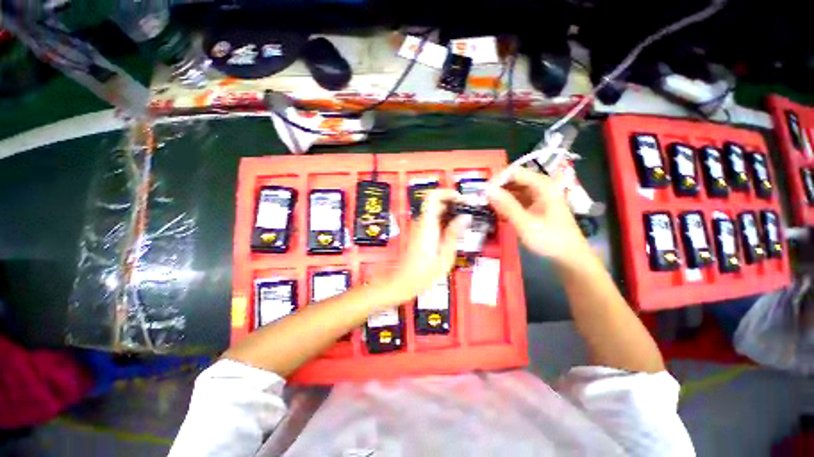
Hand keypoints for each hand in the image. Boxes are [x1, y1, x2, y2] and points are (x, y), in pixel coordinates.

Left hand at [381, 189, 468, 303]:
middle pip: (435, 202)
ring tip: (464, 223)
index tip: (461, 199)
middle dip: (452, 202)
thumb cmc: (424, 273)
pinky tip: (453, 232)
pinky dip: (444, 220)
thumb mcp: (445, 256)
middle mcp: (421, 222)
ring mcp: (418, 227)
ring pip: (434, 211)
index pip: (432, 196)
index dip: (447, 192)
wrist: (403, 282)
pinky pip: (432, 220)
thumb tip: (464, 217)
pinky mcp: (419, 233)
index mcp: (427, 225)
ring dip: (449, 212)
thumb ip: (454, 234)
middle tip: (467, 211)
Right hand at [487, 168, 590, 266]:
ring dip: (501, 195)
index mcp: (543, 185)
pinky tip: (499, 212)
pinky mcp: (535, 204)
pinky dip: (507, 203)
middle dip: (497, 187)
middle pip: (514, 178)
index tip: (483, 193)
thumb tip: (487, 190)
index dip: (497, 179)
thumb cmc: (550, 239)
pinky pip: (517, 198)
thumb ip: (506, 205)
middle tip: (482, 200)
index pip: (514, 172)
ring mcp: (538, 195)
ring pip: (514, 188)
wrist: (569, 256)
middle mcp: (541, 185)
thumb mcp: (525, 223)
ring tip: (488, 206)